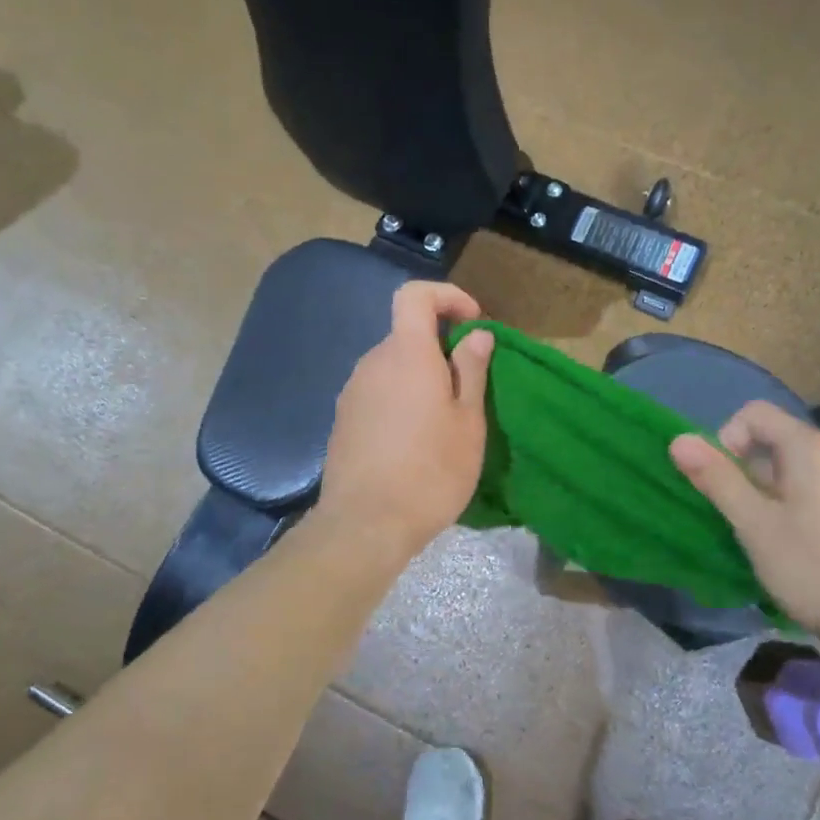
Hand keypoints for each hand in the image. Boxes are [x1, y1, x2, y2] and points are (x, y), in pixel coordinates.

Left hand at [316, 281, 494, 566]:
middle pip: (406, 335)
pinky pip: (378, 393)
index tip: (473, 322)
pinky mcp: (343, 420)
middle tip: (469, 386)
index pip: (415, 295)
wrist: (365, 524)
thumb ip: (471, 370)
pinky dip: (401, 400)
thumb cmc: (430, 470)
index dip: (446, 296)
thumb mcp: (467, 421)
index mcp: (406, 354)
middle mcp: (373, 363)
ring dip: (421, 379)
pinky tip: (415, 442)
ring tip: (445, 422)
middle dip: (440, 348)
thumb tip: (476, 334)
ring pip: (393, 368)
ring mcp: (352, 392)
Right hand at [670, 402, 819, 661]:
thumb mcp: (754, 524)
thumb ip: (717, 478)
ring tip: (757, 533)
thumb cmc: (813, 568)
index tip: (721, 481)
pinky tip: (787, 545)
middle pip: (770, 439)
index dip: (725, 438)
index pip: (753, 413)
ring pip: (787, 469)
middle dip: (740, 469)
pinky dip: (785, 505)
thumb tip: (678, 439)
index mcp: (809, 448)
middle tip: (734, 514)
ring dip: (760, 491)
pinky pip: (807, 490)